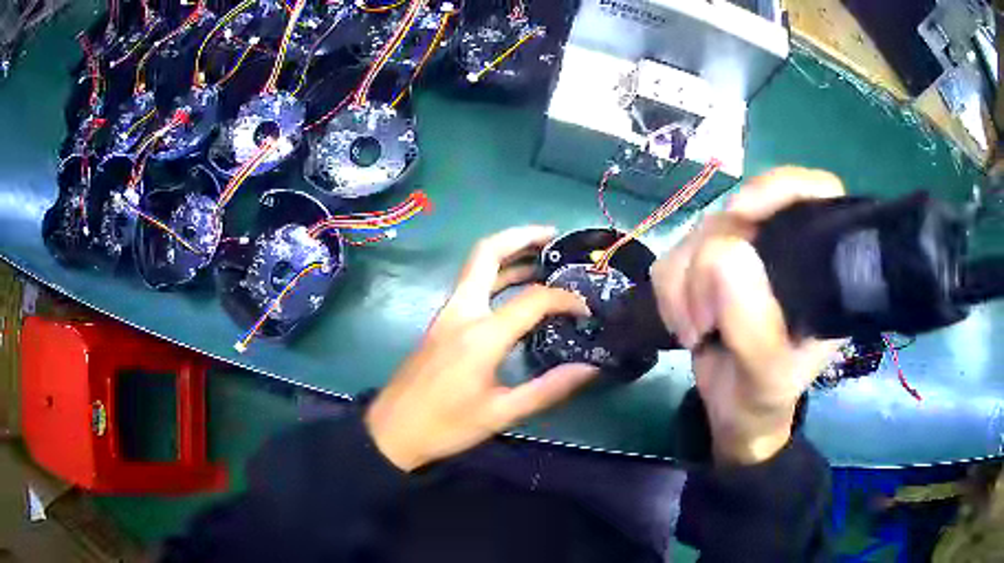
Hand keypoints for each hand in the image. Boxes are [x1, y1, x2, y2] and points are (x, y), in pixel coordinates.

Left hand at [366, 226, 598, 471]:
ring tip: (543, 257)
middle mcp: (462, 311)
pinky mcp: (441, 322)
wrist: (392, 430)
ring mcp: (447, 313)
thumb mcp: (501, 413)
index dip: (565, 299)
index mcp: (481, 334)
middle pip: (487, 252)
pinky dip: (497, 275)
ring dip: (509, 253)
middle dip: (522, 236)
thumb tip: (590, 368)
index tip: (586, 311)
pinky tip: (516, 290)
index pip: (533, 299)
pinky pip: (471, 285)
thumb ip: (548, 389)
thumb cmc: (446, 425)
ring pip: (477, 265)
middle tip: (554, 236)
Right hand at [652, 167, 844, 464]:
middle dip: (709, 265)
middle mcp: (784, 247)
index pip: (817, 193)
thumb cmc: (764, 397)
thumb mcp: (768, 375)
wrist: (734, 413)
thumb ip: (754, 325)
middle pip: (739, 213)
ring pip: (697, 231)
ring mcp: (743, 252)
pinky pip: (672, 254)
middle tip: (705, 323)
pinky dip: (669, 292)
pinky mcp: (707, 263)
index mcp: (820, 268)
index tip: (740, 214)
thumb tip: (722, 252)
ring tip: (696, 331)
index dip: (780, 188)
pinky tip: (685, 323)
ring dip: (684, 286)